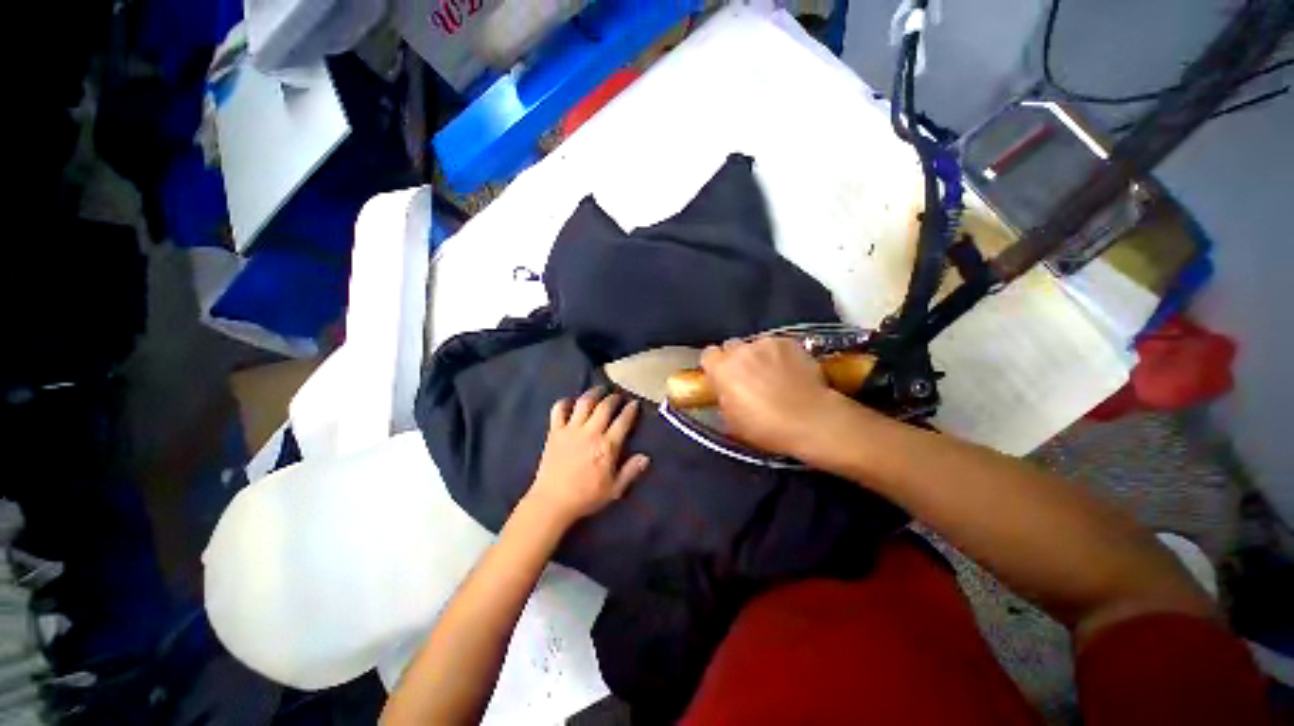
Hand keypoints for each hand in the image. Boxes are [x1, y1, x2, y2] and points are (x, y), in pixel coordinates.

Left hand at [524, 388, 649, 527]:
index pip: (623, 420)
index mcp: (607, 446)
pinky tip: (570, 402)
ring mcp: (571, 430)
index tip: (634, 403)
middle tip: (617, 396)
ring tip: (599, 390)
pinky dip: (565, 402)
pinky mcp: (555, 432)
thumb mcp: (614, 489)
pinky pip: (559, 410)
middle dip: (614, 397)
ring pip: (584, 403)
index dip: (630, 409)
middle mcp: (591, 432)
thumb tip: (646, 457)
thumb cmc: (586, 497)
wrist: (552, 502)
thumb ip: (631, 471)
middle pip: (605, 406)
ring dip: (593, 393)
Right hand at [700, 337, 843, 457]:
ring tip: (773, 374)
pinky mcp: (790, 342)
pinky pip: (777, 345)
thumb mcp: (731, 420)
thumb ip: (723, 398)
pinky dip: (779, 355)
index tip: (721, 378)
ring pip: (755, 345)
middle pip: (731, 346)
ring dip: (758, 356)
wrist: (811, 420)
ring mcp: (767, 343)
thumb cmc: (765, 427)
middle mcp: (741, 350)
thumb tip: (725, 391)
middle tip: (747, 377)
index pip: (708, 355)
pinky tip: (789, 370)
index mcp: (722, 368)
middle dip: (735, 359)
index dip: (714, 366)